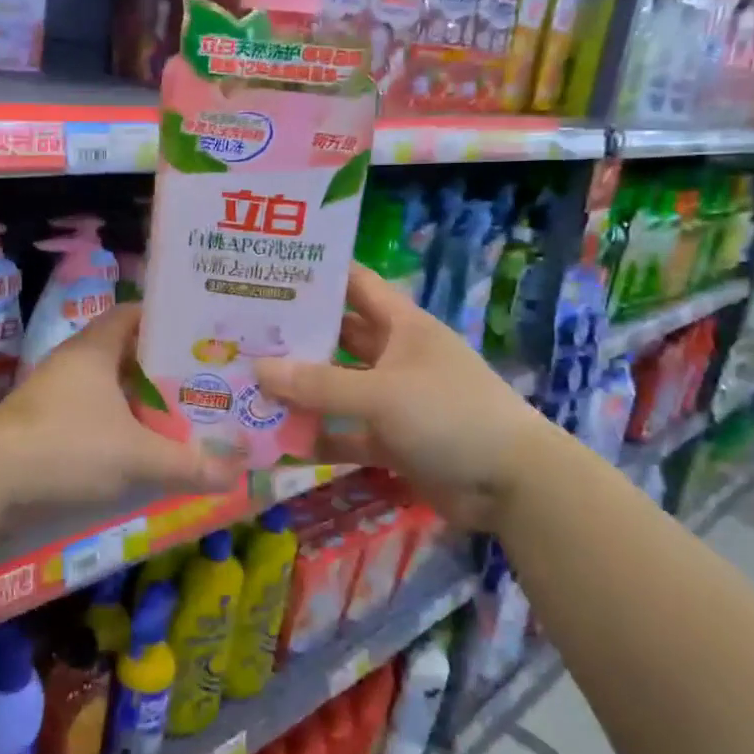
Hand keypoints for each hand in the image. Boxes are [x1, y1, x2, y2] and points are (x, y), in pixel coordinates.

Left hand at [0, 305, 241, 506]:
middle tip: (201, 383)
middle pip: (123, 354)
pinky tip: (137, 453)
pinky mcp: (40, 429)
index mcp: (93, 350)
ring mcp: (52, 397)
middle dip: (160, 369)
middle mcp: (71, 365)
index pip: (131, 314)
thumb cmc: (66, 448)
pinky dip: (115, 430)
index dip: (164, 320)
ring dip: (137, 404)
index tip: (198, 334)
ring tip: (178, 419)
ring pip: (106, 391)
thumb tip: (235, 473)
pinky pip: (89, 419)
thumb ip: (187, 464)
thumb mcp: (136, 457)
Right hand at [254, 264, 554, 528]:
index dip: (319, 275)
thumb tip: (257, 369)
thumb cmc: (449, 415)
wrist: (512, 485)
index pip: (356, 284)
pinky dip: (319, 437)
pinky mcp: (392, 440)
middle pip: (338, 337)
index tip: (271, 269)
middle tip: (242, 332)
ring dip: (301, 390)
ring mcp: (393, 399)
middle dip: (296, 336)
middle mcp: (395, 355)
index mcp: (402, 325)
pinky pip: (346, 433)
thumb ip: (319, 384)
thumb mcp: (381, 393)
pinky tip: (280, 441)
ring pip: (337, 387)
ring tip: (247, 384)